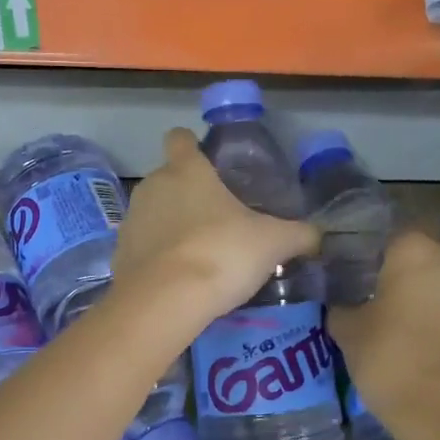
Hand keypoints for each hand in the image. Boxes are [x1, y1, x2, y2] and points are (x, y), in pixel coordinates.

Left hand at [111, 129, 318, 328]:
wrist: (166, 301)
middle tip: (219, 220)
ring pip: (154, 213)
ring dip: (172, 226)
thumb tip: (319, 235)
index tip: (209, 163)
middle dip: (189, 194)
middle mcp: (153, 186)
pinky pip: (143, 247)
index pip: (180, 138)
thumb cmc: (222, 253)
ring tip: (201, 254)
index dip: (192, 145)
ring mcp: (131, 220)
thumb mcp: (273, 243)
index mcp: (187, 170)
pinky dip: (158, 257)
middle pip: (168, 178)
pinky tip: (179, 280)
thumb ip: (299, 235)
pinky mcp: (119, 254)